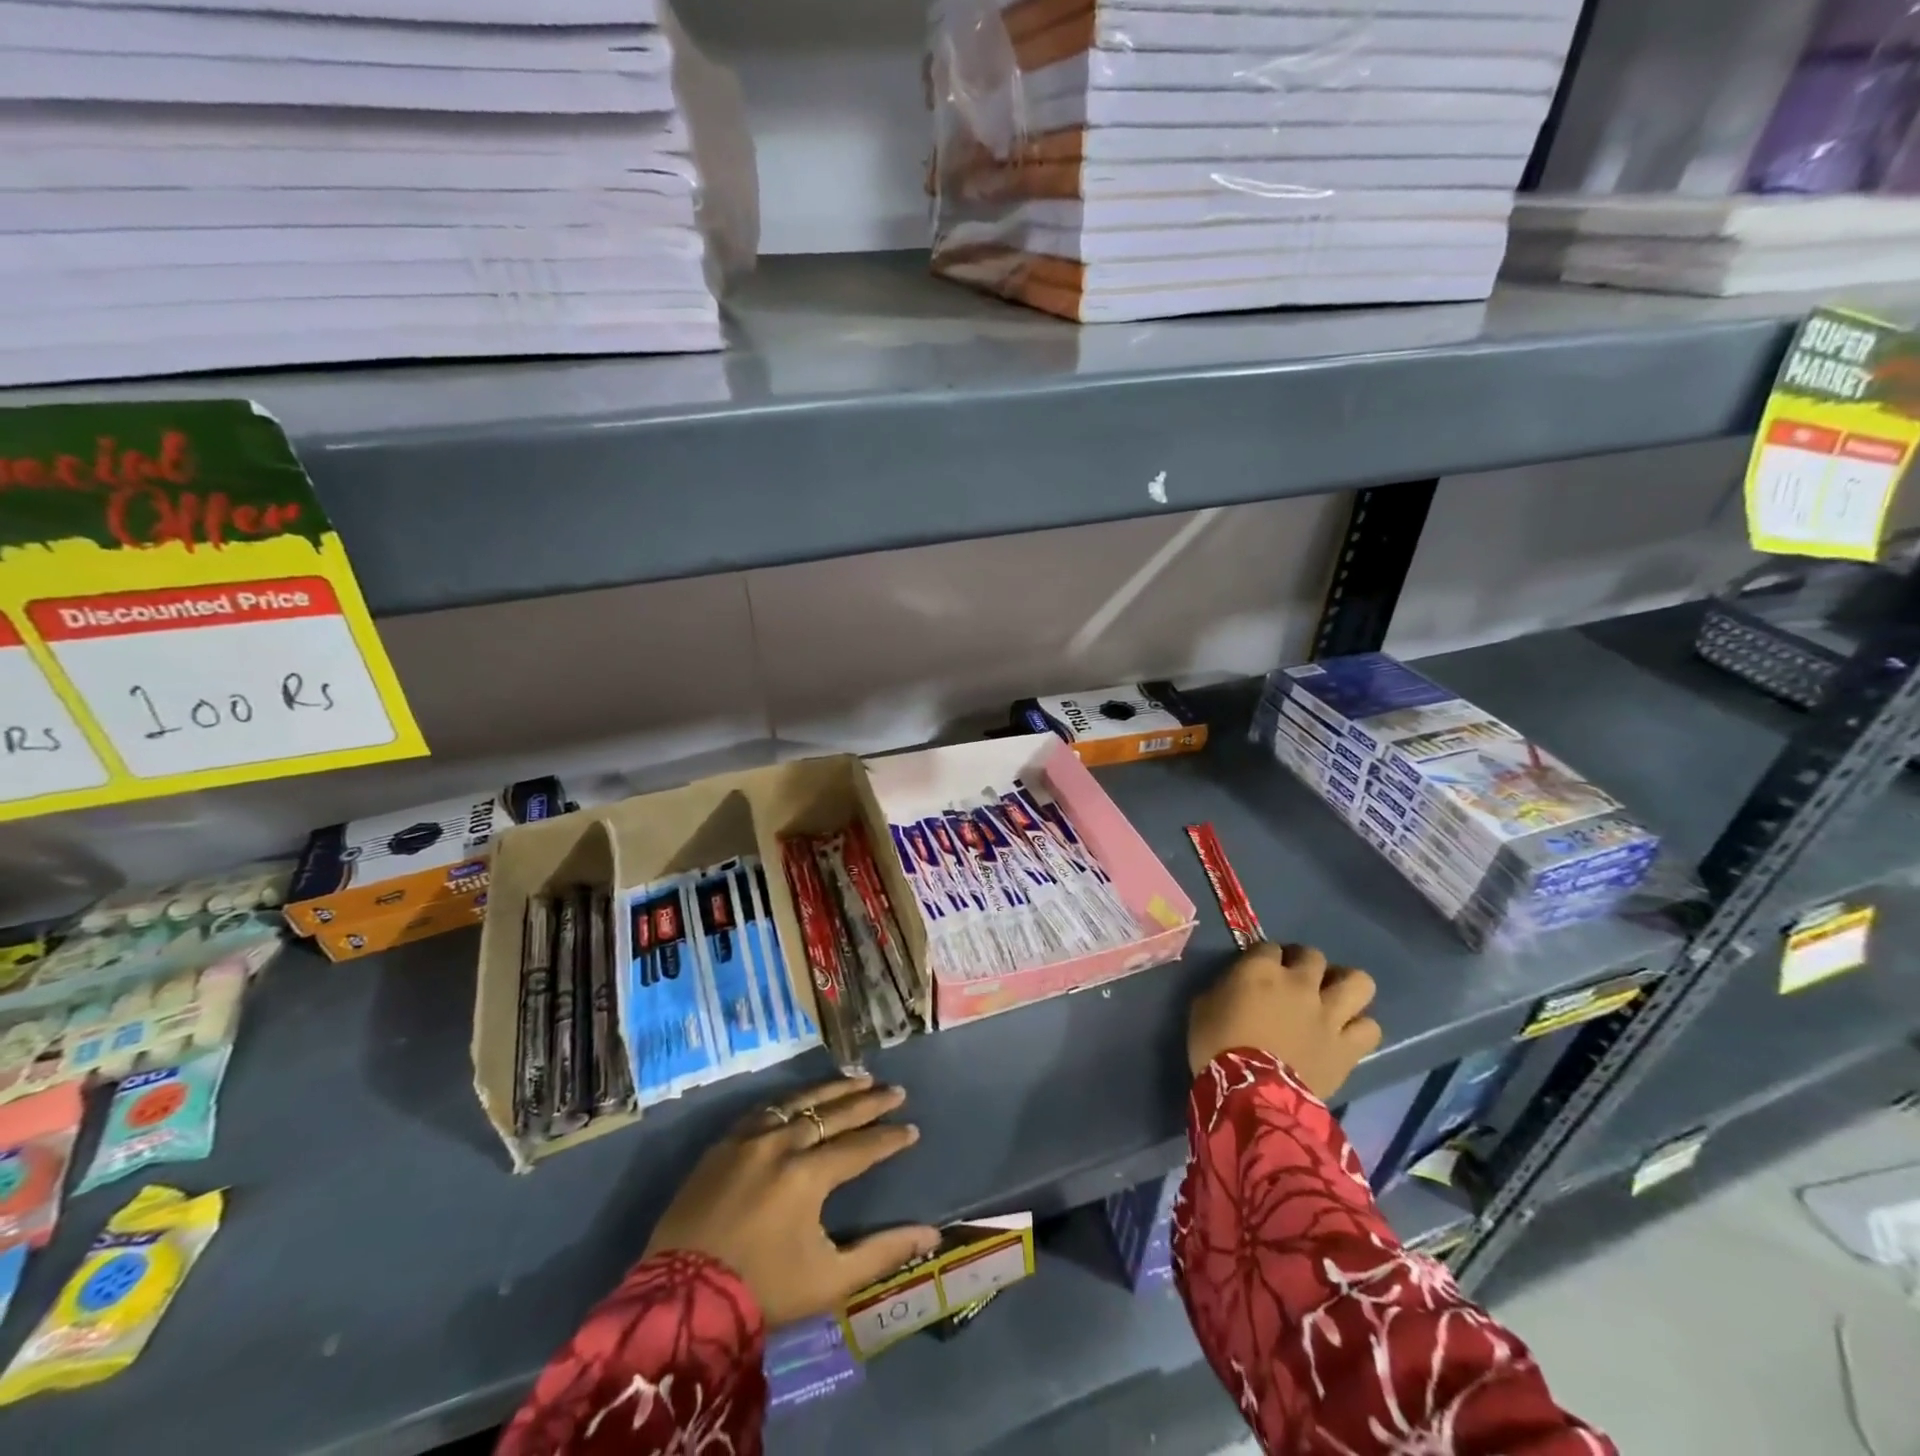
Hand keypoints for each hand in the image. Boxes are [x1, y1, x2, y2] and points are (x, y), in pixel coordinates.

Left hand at [644, 1074, 940, 1328]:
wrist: (679, 1303)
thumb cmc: (761, 1292)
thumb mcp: (829, 1281)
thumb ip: (882, 1252)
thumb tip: (931, 1234)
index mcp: (808, 1175)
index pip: (860, 1146)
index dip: (889, 1138)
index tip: (912, 1129)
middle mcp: (781, 1144)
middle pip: (833, 1113)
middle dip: (869, 1102)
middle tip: (895, 1091)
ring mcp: (748, 1139)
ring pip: (799, 1101)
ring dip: (832, 1090)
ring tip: (859, 1079)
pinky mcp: (722, 1144)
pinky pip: (765, 1110)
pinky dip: (792, 1101)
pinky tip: (804, 1098)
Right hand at [1187, 943, 1381, 1098]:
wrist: (1249, 1093)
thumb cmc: (1216, 1046)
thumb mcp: (1204, 1006)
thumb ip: (1226, 988)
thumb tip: (1236, 987)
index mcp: (1260, 970)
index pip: (1268, 947)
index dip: (1264, 957)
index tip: (1257, 971)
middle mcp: (1300, 983)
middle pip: (1313, 955)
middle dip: (1303, 963)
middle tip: (1294, 981)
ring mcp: (1329, 1014)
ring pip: (1358, 981)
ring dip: (1345, 986)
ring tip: (1332, 998)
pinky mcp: (1347, 1047)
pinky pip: (1370, 1027)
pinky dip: (1359, 1027)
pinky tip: (1344, 1033)